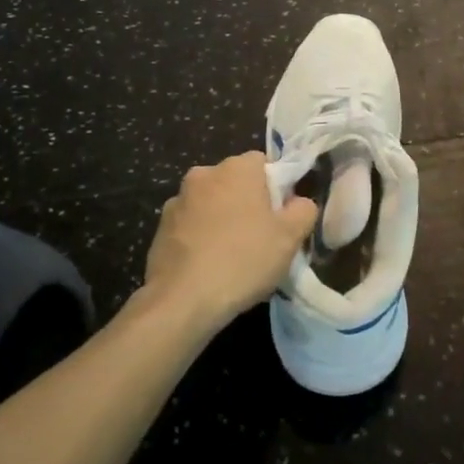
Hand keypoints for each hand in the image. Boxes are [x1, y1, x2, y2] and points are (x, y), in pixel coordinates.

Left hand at [145, 152, 317, 328]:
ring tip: (233, 255)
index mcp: (236, 168)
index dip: (277, 187)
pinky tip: (209, 265)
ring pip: (211, 203)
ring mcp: (177, 201)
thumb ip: (304, 209)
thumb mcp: (291, 237)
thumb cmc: (244, 260)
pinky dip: (201, 237)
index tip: (282, 216)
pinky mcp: (160, 228)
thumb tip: (298, 203)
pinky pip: (191, 225)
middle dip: (249, 202)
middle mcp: (204, 174)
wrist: (182, 300)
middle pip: (236, 182)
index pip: (264, 163)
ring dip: (222, 219)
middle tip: (262, 237)